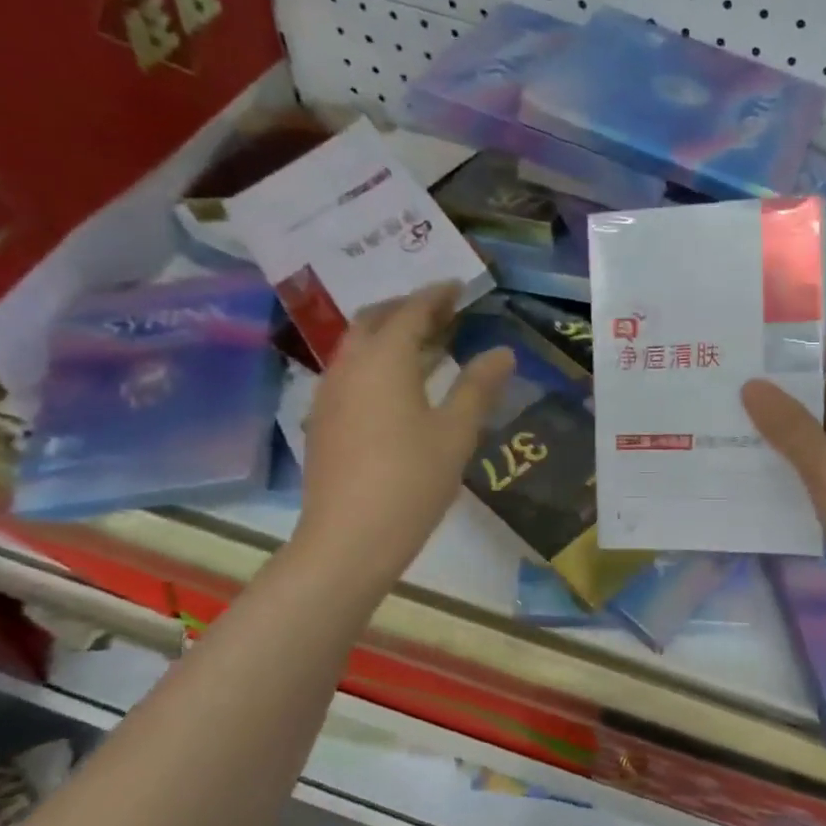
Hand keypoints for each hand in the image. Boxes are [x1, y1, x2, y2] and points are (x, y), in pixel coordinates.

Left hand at [292, 284, 512, 587]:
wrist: (348, 539)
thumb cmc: (411, 480)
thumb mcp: (456, 433)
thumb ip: (478, 387)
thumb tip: (502, 352)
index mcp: (384, 361)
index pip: (411, 312)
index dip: (436, 295)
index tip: (458, 285)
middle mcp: (350, 367)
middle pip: (374, 320)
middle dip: (406, 308)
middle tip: (440, 311)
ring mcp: (329, 395)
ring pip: (358, 347)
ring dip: (389, 336)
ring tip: (425, 345)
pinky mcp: (323, 422)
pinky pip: (350, 373)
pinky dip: (376, 364)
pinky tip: (397, 388)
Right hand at [743, 338, 825, 626]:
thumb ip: (789, 425)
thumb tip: (751, 385)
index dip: (812, 347)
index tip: (763, 354)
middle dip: (787, 393)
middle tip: (732, 391)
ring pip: (823, 435)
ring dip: (786, 432)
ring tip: (732, 427)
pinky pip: (822, 468)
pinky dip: (794, 465)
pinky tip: (754, 470)